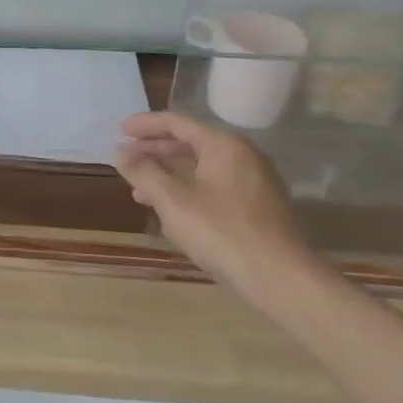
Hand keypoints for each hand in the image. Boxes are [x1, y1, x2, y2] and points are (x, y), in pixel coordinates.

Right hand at [115, 111, 320, 305]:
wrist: (282, 280)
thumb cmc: (222, 232)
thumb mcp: (173, 200)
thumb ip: (144, 172)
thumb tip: (121, 153)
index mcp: (223, 144)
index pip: (177, 122)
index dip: (144, 125)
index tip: (119, 132)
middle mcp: (243, 154)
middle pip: (191, 141)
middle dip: (156, 150)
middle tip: (127, 157)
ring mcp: (256, 180)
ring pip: (203, 166)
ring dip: (170, 173)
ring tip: (142, 189)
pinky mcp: (261, 206)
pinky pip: (216, 184)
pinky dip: (190, 188)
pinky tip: (174, 210)